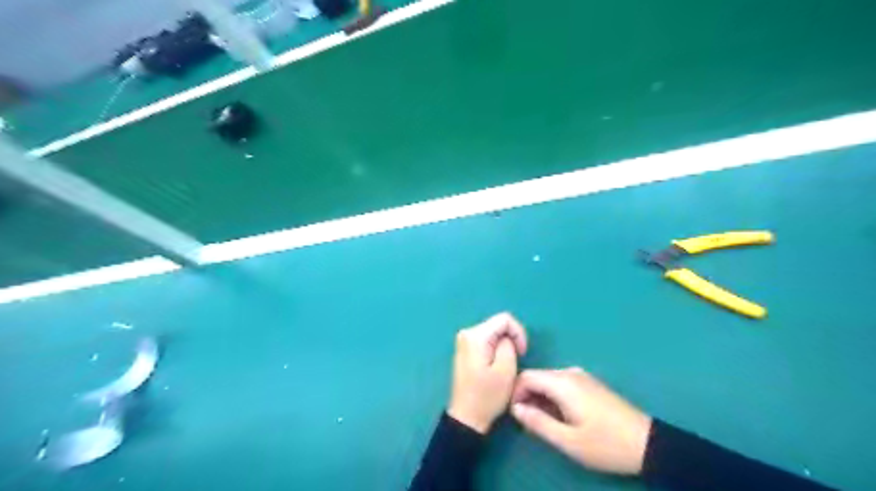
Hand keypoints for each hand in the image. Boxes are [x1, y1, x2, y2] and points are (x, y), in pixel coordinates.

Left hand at [451, 314, 525, 432]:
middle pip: (498, 325)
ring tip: (507, 366)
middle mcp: (467, 333)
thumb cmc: (487, 395)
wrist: (466, 417)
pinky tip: (497, 366)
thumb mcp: (506, 369)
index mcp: (475, 335)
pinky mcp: (465, 350)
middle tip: (516, 360)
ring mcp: (464, 341)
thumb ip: (509, 344)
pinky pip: (486, 341)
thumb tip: (507, 338)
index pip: (504, 319)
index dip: (518, 333)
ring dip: (504, 346)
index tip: (522, 353)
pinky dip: (495, 350)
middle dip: (511, 339)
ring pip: (493, 333)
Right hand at [511, 369, 652, 475]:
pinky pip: (562, 384)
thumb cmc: (605, 444)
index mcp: (563, 383)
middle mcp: (570, 373)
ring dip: (540, 398)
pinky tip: (560, 416)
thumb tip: (516, 408)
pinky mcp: (590, 383)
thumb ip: (538, 423)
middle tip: (528, 423)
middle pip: (537, 377)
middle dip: (527, 396)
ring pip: (549, 381)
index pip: (526, 376)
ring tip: (543, 423)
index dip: (514, 393)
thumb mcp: (568, 440)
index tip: (515, 414)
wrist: (647, 443)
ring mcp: (582, 377)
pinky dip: (553, 397)